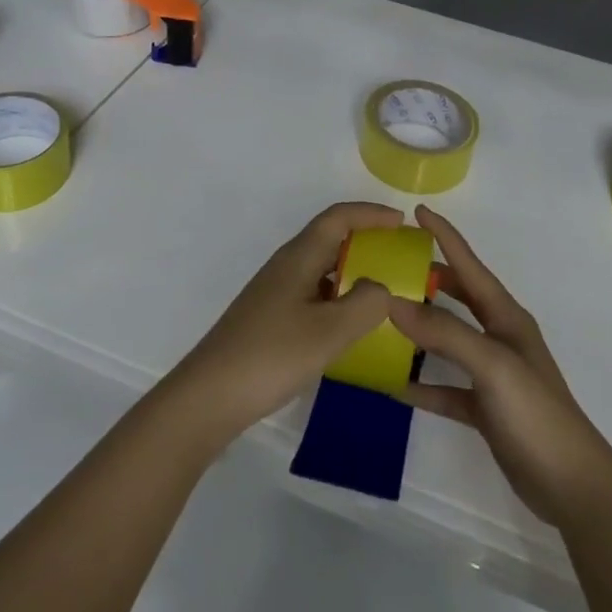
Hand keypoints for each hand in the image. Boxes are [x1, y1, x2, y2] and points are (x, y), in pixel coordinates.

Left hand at [168, 201, 401, 445]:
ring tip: (383, 294)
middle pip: (330, 239)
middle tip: (399, 258)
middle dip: (366, 241)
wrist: (209, 397)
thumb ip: (365, 304)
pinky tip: (350, 328)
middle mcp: (286, 266)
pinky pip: (313, 295)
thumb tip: (381, 287)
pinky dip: (337, 300)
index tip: (402, 222)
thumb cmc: (271, 355)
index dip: (371, 213)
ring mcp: (275, 293)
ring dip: (352, 273)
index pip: (338, 217)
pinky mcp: (270, 319)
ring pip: (322, 269)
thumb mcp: (329, 331)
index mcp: (298, 257)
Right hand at [389, 206, 611, 526]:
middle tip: (391, 266)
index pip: (470, 265)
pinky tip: (395, 385)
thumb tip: (393, 302)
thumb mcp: (492, 365)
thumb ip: (445, 332)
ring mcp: (493, 375)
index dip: (446, 236)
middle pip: (460, 297)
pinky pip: (447, 387)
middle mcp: (500, 338)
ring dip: (421, 329)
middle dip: (430, 277)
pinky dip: (423, 383)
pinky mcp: (486, 409)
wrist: (572, 486)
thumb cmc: (535, 413)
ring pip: (450, 340)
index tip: (418, 210)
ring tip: (384, 318)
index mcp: (506, 317)